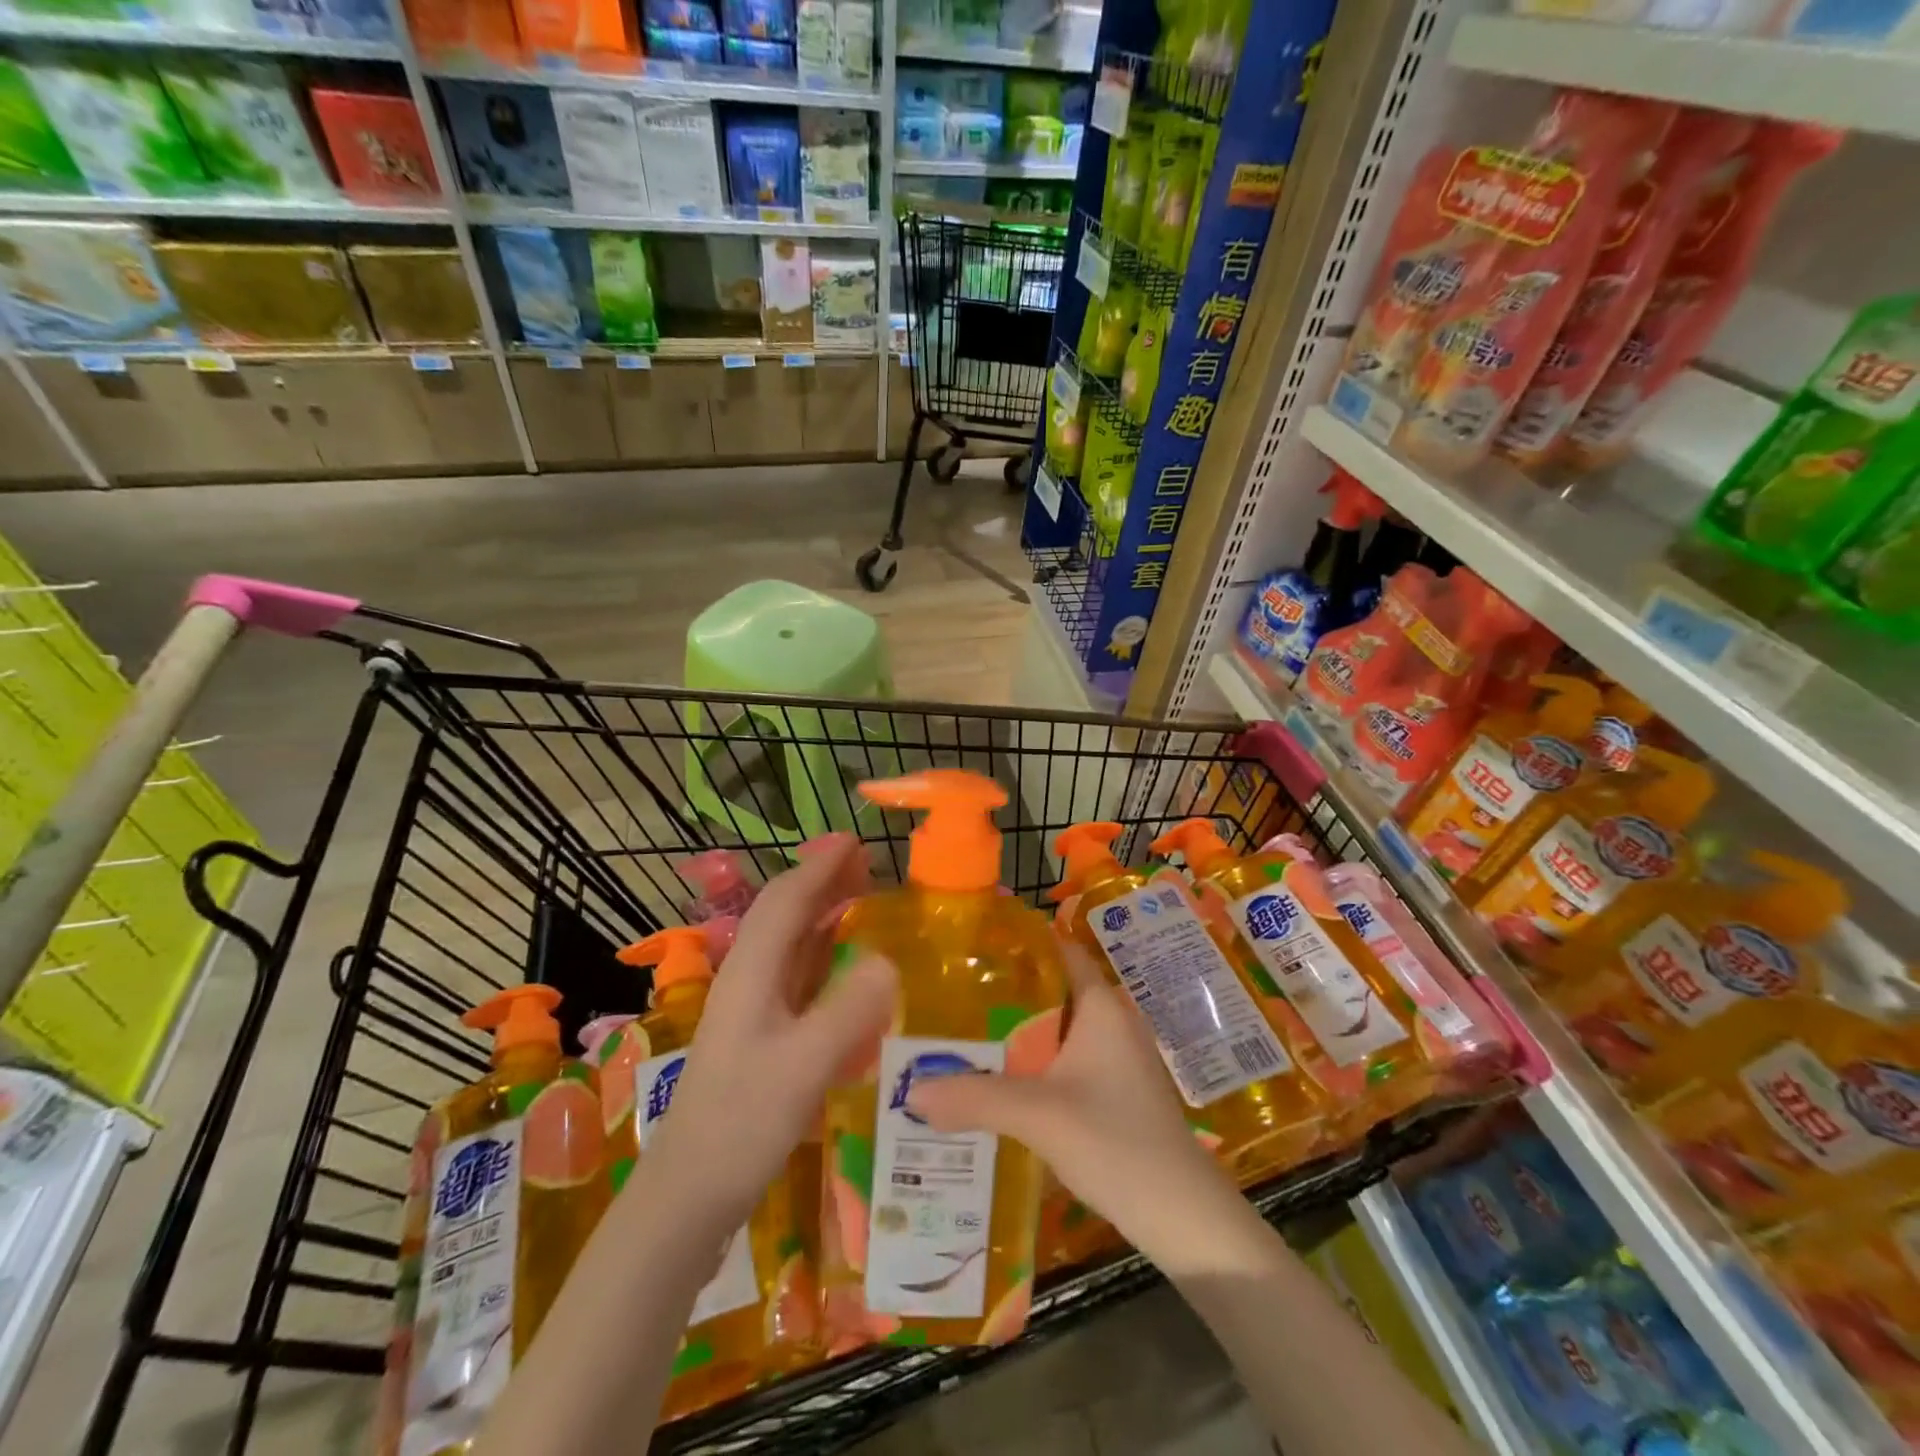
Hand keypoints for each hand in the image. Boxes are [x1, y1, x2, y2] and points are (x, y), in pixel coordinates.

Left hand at [642, 834, 897, 1225]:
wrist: (688, 1196)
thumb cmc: (741, 1125)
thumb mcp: (802, 1068)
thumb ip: (847, 1012)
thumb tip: (889, 959)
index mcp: (752, 972)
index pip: (786, 900)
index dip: (819, 867)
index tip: (855, 842)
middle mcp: (750, 980)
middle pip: (785, 915)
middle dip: (823, 883)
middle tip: (868, 866)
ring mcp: (753, 1010)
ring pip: (790, 945)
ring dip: (824, 916)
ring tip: (862, 902)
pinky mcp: (761, 1038)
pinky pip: (797, 979)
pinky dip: (823, 958)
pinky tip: (846, 970)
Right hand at [905, 945, 1238, 1258]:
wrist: (1182, 1215)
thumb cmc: (1117, 1142)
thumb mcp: (1040, 1116)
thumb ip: (976, 1098)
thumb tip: (910, 1091)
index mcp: (1101, 1006)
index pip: (1059, 950)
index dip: (1019, 942)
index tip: (971, 945)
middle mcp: (1110, 1022)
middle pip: (1051, 990)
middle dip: (1004, 993)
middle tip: (949, 994)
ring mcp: (1115, 1059)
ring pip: (1055, 1030)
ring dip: (1015, 1033)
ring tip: (960, 1035)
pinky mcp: (1113, 1092)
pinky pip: (1063, 1061)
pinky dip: (1031, 1064)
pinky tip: (996, 1083)